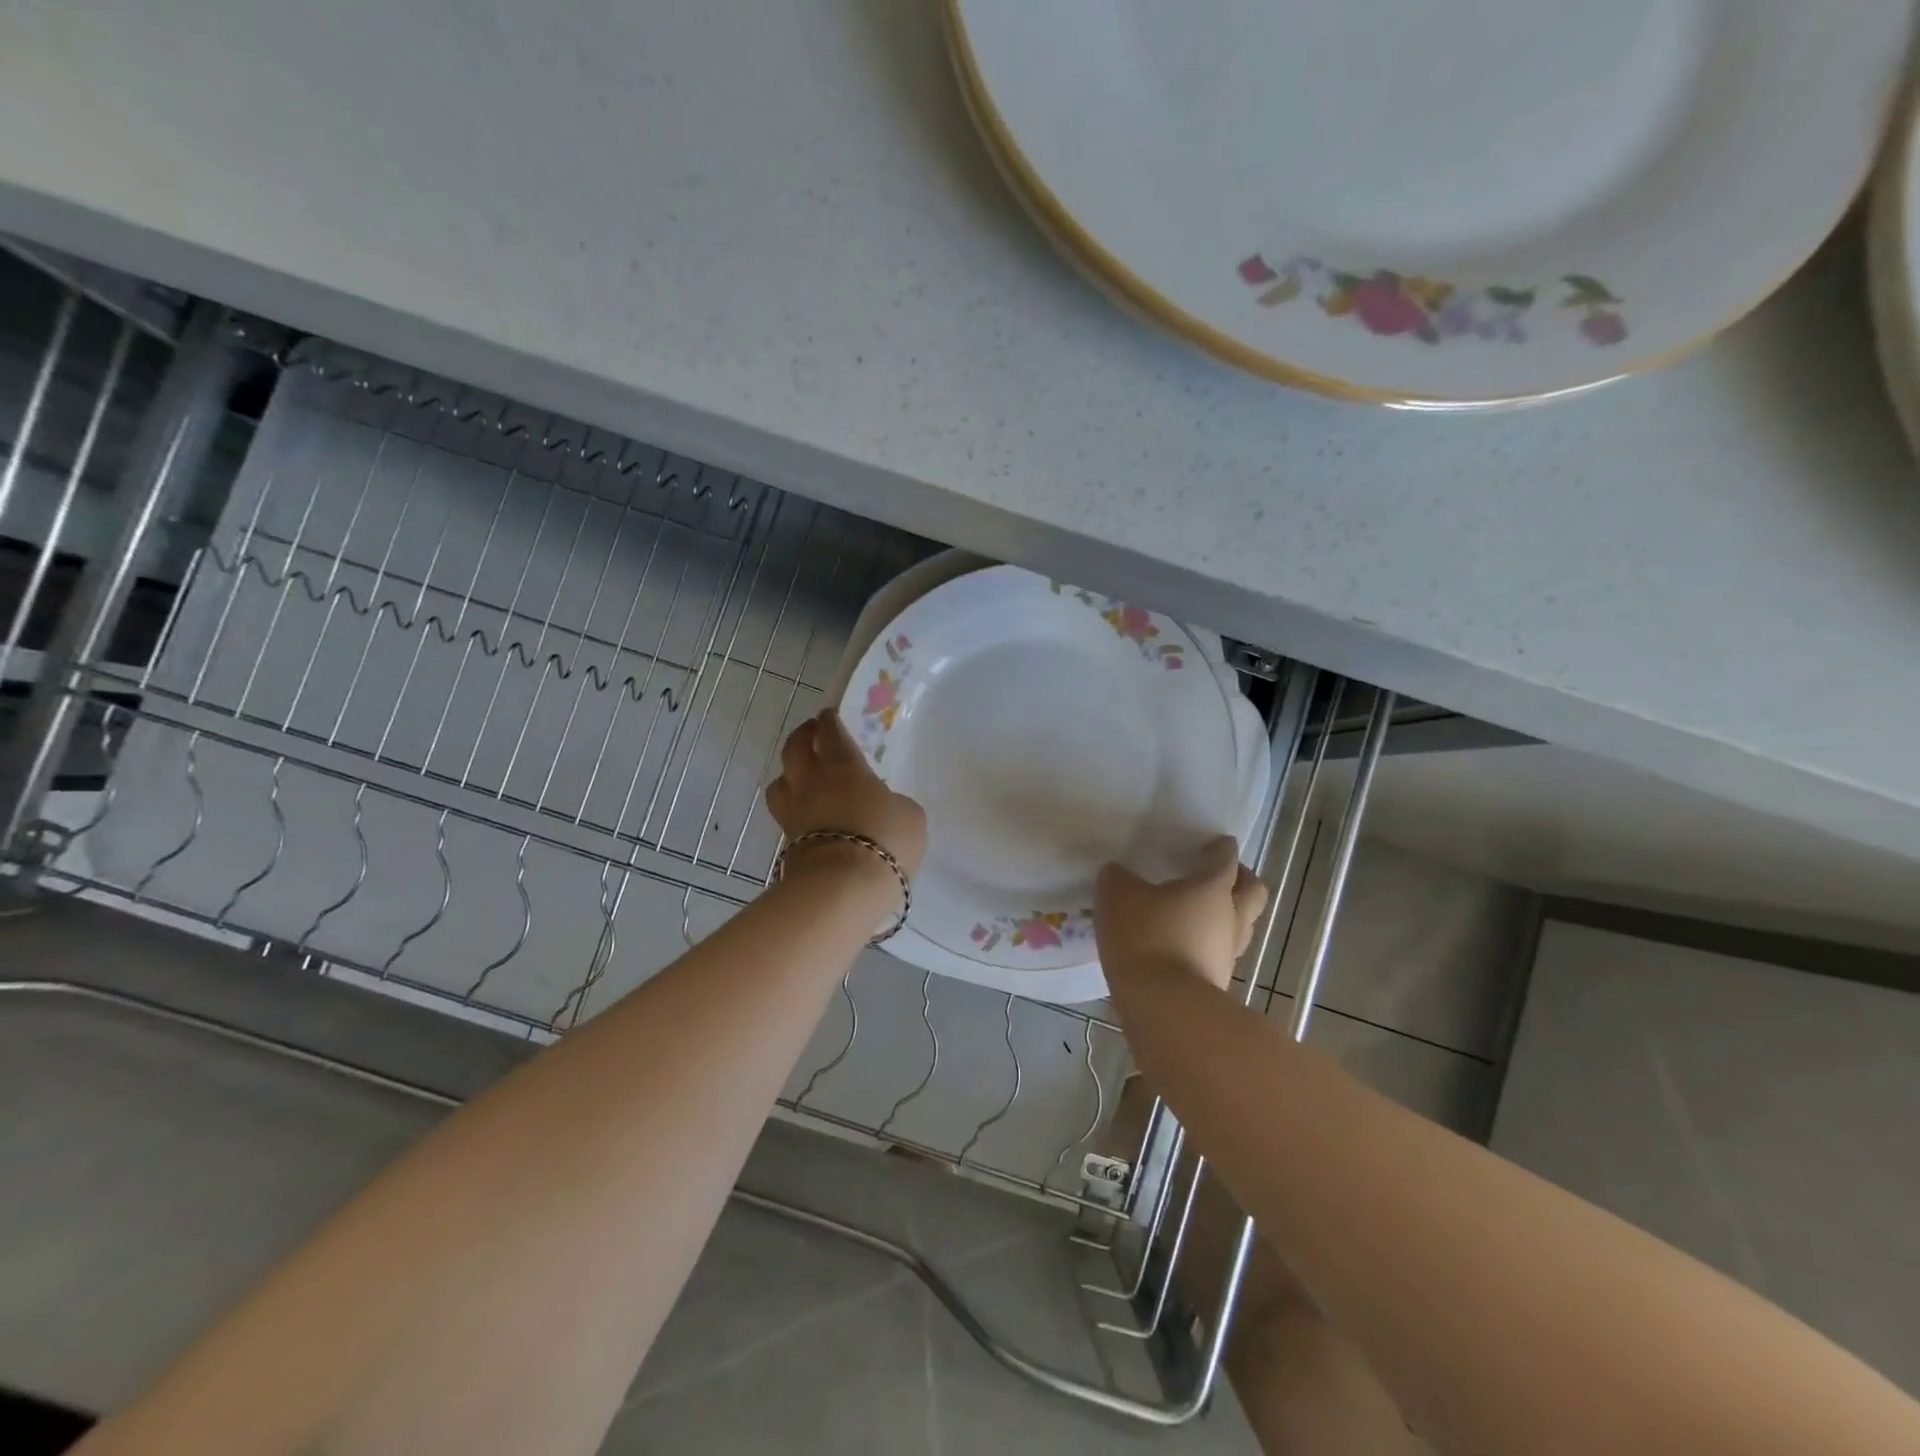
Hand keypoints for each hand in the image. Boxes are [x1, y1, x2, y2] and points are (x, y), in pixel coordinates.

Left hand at [765, 708, 927, 877]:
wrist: (842, 887)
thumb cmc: (884, 840)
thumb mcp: (910, 816)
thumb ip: (895, 804)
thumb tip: (885, 807)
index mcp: (843, 767)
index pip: (832, 734)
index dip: (830, 722)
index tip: (828, 715)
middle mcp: (812, 783)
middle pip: (795, 750)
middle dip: (803, 736)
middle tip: (810, 732)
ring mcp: (794, 814)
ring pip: (779, 784)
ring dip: (788, 774)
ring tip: (799, 776)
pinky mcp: (787, 844)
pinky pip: (785, 817)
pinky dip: (793, 810)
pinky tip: (806, 815)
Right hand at [1094, 836, 1268, 990]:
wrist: (1164, 1007)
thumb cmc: (1146, 937)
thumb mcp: (1117, 896)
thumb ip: (1117, 878)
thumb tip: (1117, 873)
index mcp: (1212, 887)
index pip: (1226, 859)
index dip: (1221, 848)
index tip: (1215, 843)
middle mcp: (1230, 917)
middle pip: (1253, 892)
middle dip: (1242, 880)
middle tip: (1221, 876)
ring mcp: (1228, 953)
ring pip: (1241, 926)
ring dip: (1226, 916)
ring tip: (1196, 915)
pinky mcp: (1217, 982)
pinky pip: (1219, 953)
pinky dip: (1207, 945)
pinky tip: (1181, 946)